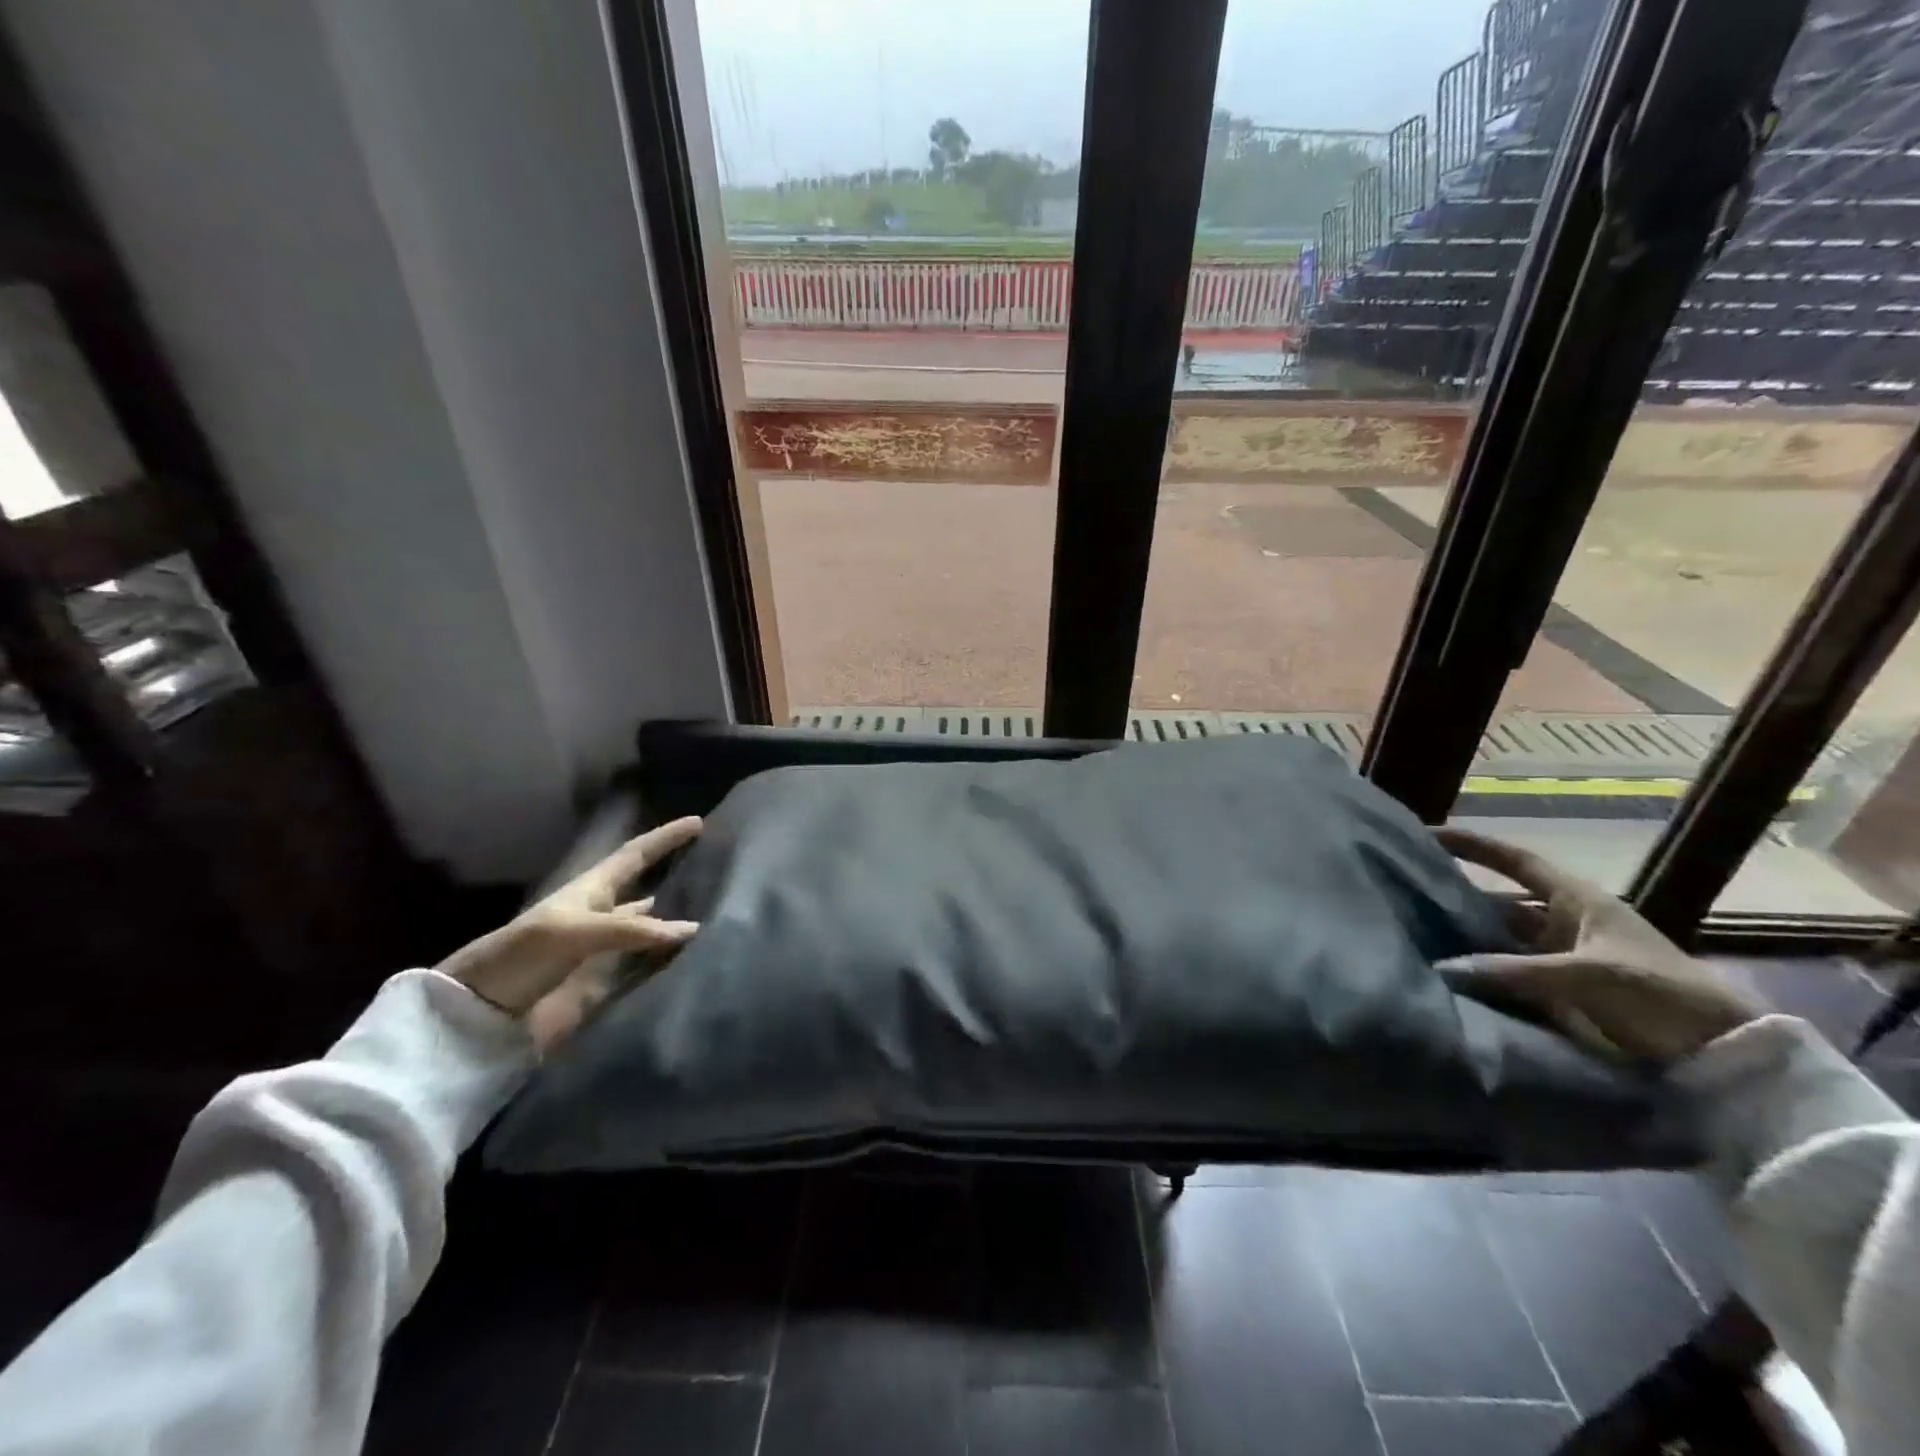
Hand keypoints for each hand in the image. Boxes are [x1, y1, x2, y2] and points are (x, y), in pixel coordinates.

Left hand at [436, 817, 701, 1051]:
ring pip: (649, 926)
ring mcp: (603, 949)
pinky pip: (646, 963)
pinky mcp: (604, 981)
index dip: (664, 838)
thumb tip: (693, 928)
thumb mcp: (575, 932)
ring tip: (716, 913)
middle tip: (716, 868)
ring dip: (676, 919)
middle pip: (646, 887)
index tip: (698, 822)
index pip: (635, 855)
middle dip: (676, 874)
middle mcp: (602, 914)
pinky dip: (669, 958)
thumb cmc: (523, 956)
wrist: (481, 1012)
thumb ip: (634, 929)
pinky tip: (692, 957)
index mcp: (591, 890)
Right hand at [1435, 827, 1762, 1063]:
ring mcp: (1562, 958)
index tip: (1426, 834)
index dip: (1473, 845)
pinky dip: (1481, 973)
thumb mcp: (1588, 976)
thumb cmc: (1661, 995)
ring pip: (1501, 939)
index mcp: (1577, 900)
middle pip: (1498, 900)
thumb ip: (1513, 971)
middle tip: (1406, 893)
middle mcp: (1564, 922)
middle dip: (1457, 896)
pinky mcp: (1562, 993)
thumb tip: (1442, 968)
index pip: (1514, 860)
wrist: (1724, 1056)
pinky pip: (1509, 974)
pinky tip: (1449, 975)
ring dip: (1467, 939)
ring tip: (1417, 935)